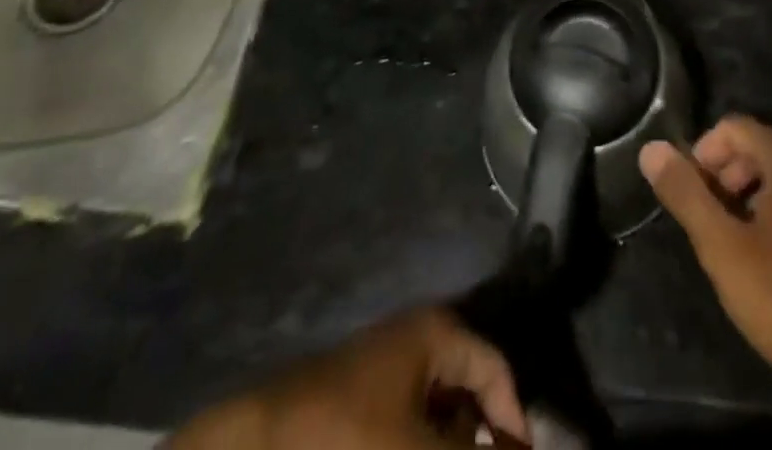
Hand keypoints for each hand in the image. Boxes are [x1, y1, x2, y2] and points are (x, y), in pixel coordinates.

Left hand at [167, 308, 529, 449]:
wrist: (258, 446)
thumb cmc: (349, 437)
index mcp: (437, 333)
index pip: (495, 370)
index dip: (513, 425)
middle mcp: (416, 340)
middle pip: (467, 392)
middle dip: (476, 440)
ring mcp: (385, 371)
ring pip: (436, 415)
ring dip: (446, 444)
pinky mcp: (360, 406)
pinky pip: (406, 427)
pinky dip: (417, 446)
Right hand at [640, 117, 771, 446]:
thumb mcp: (723, 248)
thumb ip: (685, 194)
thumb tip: (651, 148)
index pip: (734, 126)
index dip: (703, 153)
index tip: (691, 196)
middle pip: (762, 148)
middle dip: (728, 175)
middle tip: (711, 222)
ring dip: (756, 197)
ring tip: (740, 244)